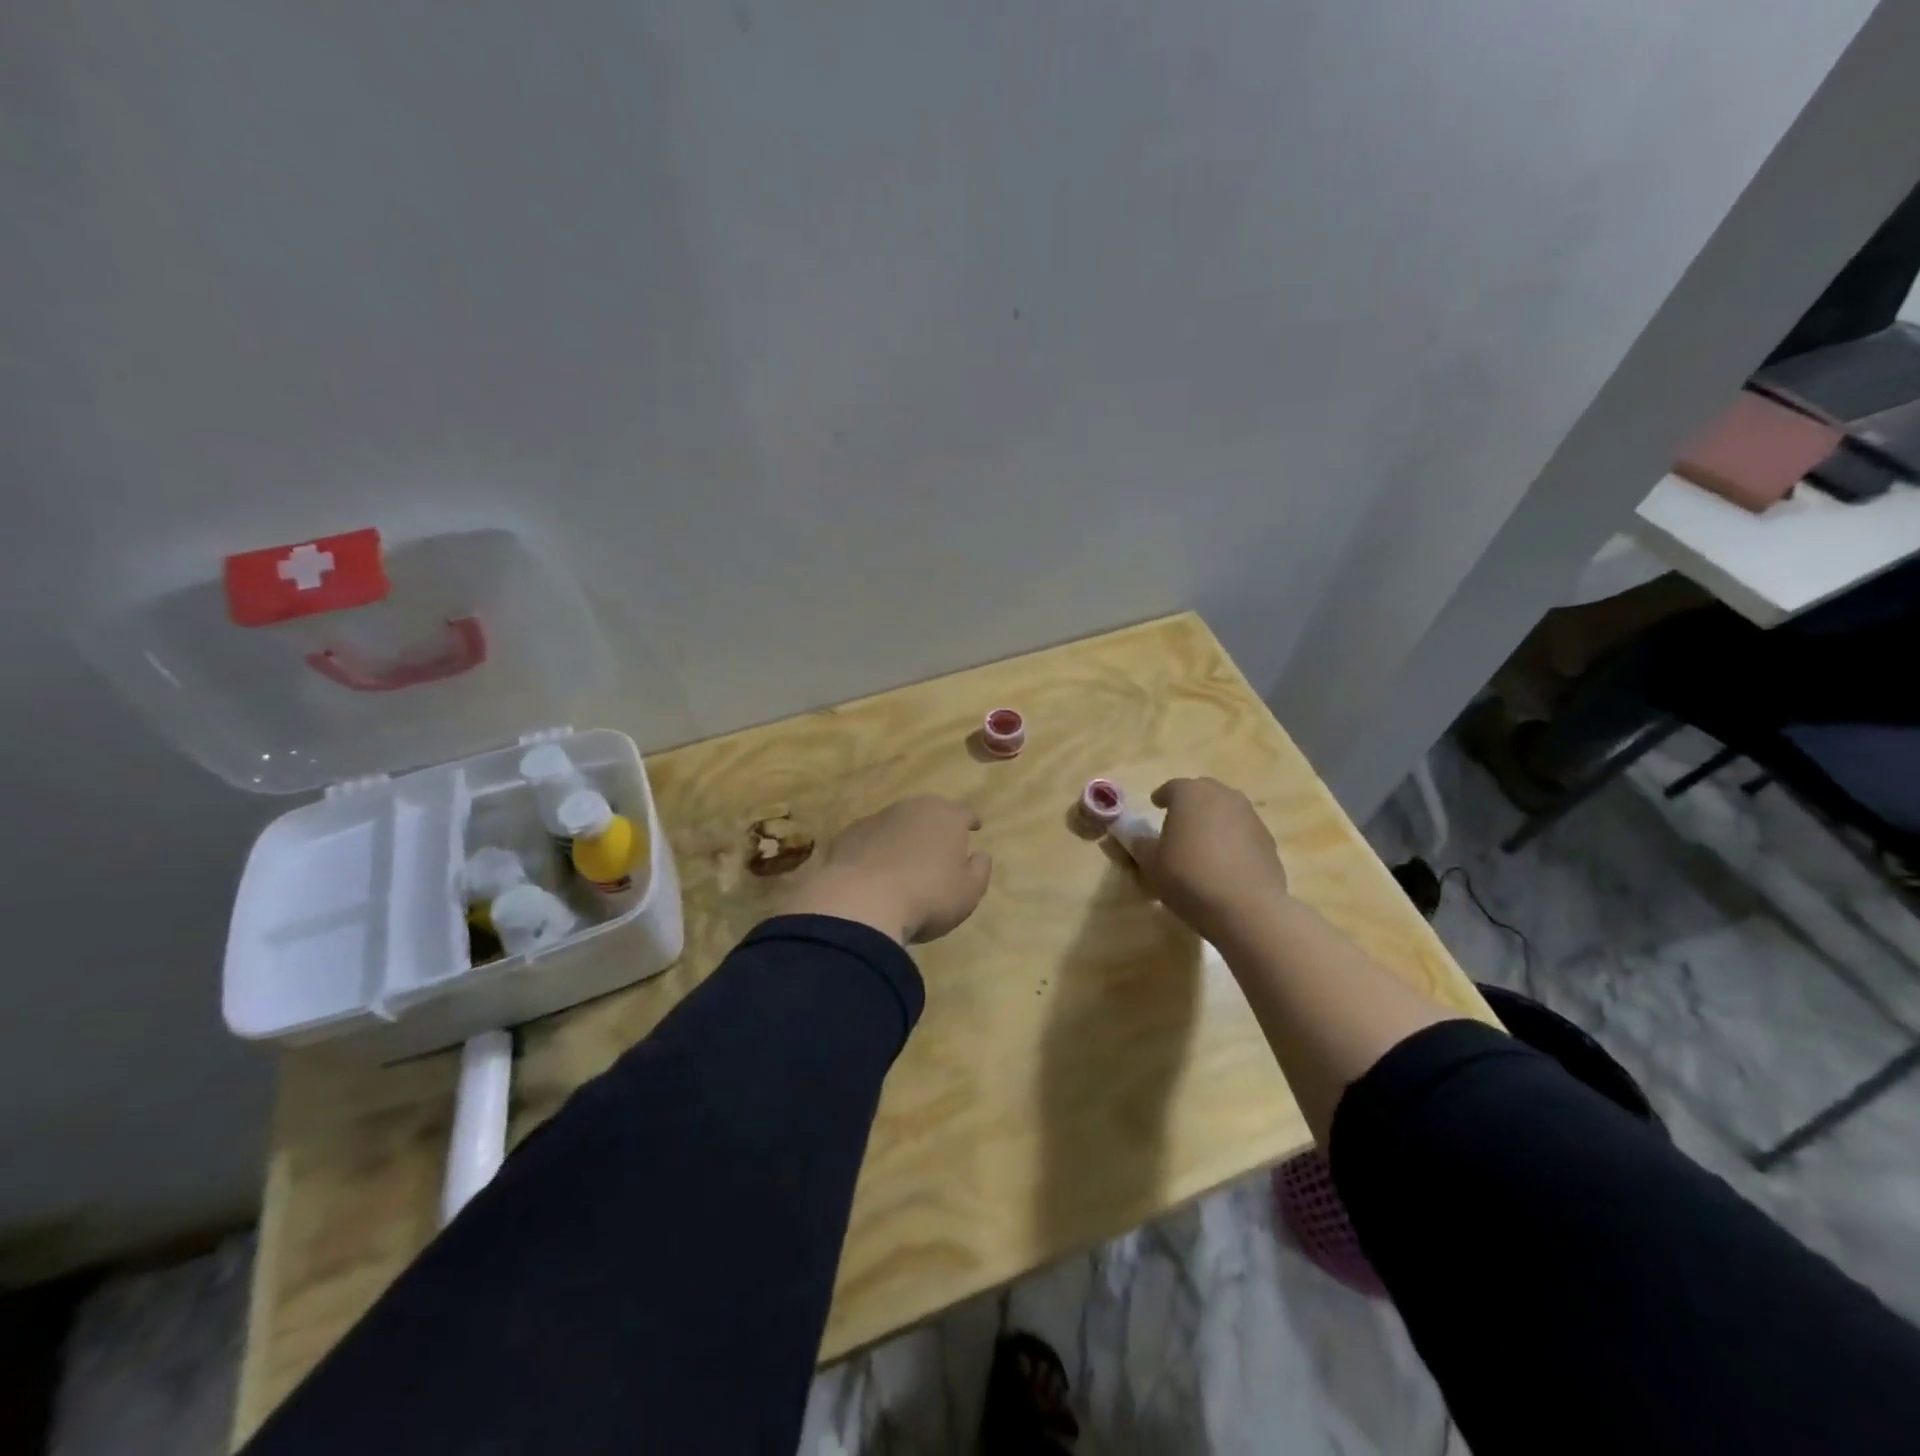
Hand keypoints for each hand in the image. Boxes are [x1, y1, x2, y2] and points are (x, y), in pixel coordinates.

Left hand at [780, 796, 992, 943]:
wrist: (860, 902)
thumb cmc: (927, 897)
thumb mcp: (968, 892)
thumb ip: (979, 870)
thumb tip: (980, 855)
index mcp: (946, 817)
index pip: (964, 812)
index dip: (970, 820)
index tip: (974, 827)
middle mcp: (912, 808)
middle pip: (929, 810)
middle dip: (936, 823)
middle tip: (940, 841)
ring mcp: (876, 818)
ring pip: (897, 821)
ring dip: (904, 834)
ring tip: (905, 857)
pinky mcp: (848, 835)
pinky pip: (870, 838)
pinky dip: (876, 848)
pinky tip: (875, 868)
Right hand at [1130, 778, 1287, 941]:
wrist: (1247, 907)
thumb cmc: (1189, 877)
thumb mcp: (1151, 864)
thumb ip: (1142, 846)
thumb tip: (1141, 841)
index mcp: (1190, 794)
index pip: (1172, 787)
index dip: (1162, 797)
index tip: (1155, 806)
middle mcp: (1223, 796)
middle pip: (1203, 793)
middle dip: (1190, 804)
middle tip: (1179, 823)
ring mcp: (1250, 817)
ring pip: (1226, 811)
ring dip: (1213, 821)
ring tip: (1202, 845)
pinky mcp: (1268, 840)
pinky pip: (1243, 833)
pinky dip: (1232, 840)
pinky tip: (1224, 863)